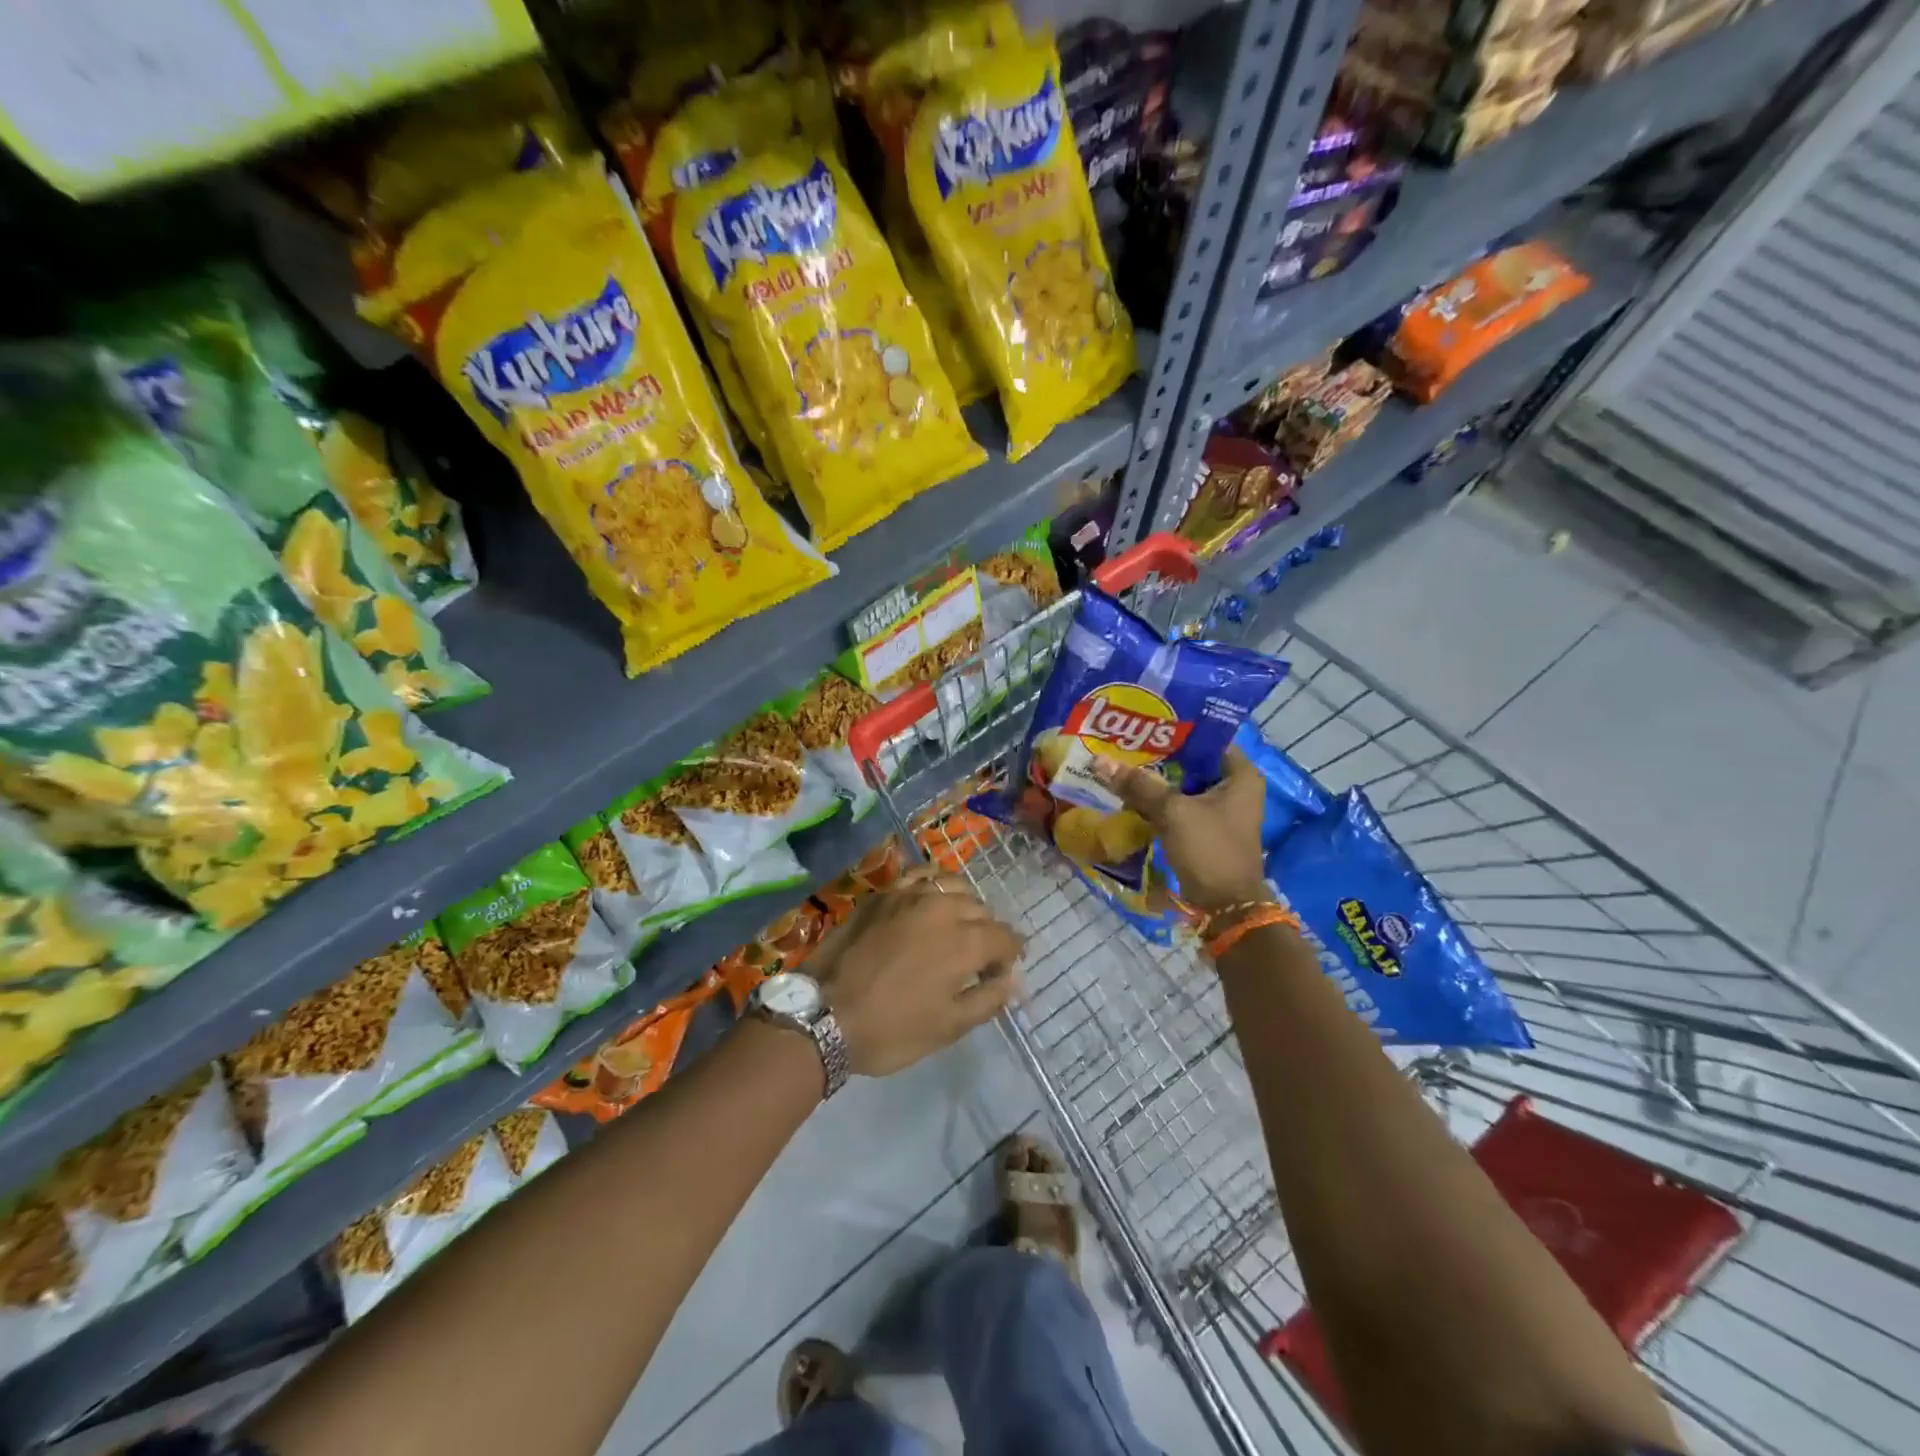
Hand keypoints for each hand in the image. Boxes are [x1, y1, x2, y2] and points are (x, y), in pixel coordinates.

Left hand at [809, 867, 1022, 1076]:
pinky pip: (920, 876)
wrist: (823, 1016)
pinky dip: (933, 884)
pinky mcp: (883, 894)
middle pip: (982, 911)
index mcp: (965, 943)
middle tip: (974, 960)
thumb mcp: (948, 1027)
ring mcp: (910, 895)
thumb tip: (1011, 980)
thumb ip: (988, 999)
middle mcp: (943, 908)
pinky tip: (929, 900)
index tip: (999, 974)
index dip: (1010, 957)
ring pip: (954, 887)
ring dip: (963, 905)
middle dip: (987, 933)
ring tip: (954, 926)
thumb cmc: (891, 1029)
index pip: (1006, 937)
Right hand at [1093, 745, 1267, 911]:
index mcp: (1240, 774)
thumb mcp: (1173, 812)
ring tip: (1121, 762)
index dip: (1176, 728)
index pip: (1207, 738)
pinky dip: (1158, 800)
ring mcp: (1220, 810)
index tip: (1143, 722)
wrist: (1225, 906)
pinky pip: (1178, 804)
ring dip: (1155, 778)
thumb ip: (1139, 785)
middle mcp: (1234, 787)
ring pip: (1182, 784)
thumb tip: (1100, 761)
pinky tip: (1129, 792)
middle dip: (1158, 754)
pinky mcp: (1205, 828)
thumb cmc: (1209, 849)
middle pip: (1191, 761)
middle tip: (1124, 741)